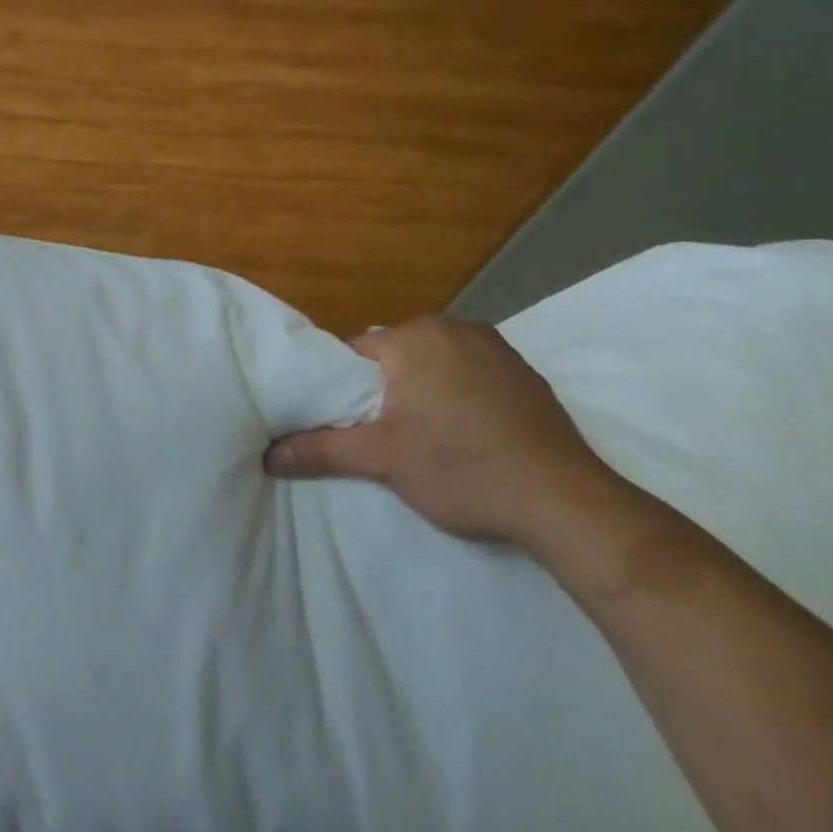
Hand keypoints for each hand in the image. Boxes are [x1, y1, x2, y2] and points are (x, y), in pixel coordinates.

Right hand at [264, 318, 621, 548]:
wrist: (566, 503)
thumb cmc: (461, 469)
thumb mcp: (381, 460)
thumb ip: (319, 450)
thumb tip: (266, 455)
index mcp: (415, 337)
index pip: (355, 353)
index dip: (344, 389)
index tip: (347, 423)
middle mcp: (455, 328)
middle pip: (395, 357)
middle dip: (384, 390)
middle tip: (383, 436)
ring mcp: (497, 348)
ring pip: (433, 365)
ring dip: (422, 392)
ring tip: (424, 438)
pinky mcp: (527, 374)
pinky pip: (471, 375)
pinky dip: (460, 396)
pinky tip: (467, 435)